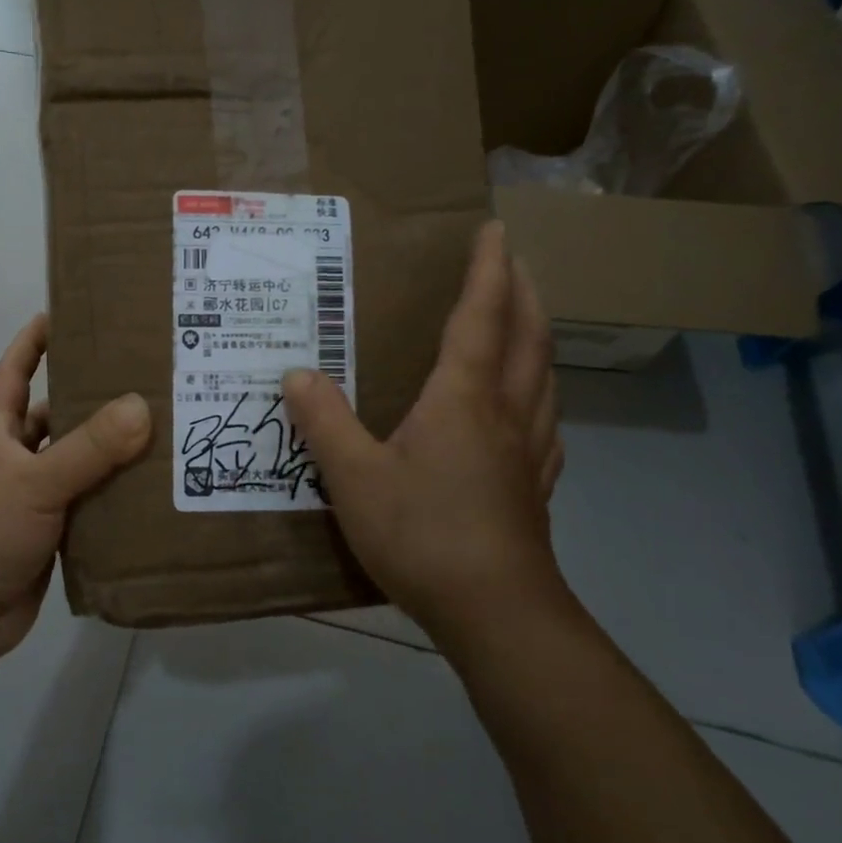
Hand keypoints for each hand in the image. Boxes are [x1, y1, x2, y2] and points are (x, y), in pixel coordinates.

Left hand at [0, 314, 150, 664]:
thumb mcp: (34, 483)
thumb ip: (88, 449)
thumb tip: (142, 406)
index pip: (13, 375)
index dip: (31, 344)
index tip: (59, 315)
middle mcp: (16, 461)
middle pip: (55, 418)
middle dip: (89, 399)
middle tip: (142, 379)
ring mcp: (34, 501)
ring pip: (77, 465)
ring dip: (110, 452)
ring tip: (161, 431)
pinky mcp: (52, 537)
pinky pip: (89, 507)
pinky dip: (114, 499)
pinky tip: (151, 491)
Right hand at [283, 221, 566, 639]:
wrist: (496, 613)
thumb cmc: (422, 534)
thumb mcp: (354, 476)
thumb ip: (324, 422)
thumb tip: (295, 374)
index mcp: (463, 398)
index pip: (481, 316)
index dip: (488, 269)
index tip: (495, 229)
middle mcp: (505, 412)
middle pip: (527, 336)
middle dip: (523, 291)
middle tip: (514, 262)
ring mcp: (528, 450)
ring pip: (544, 375)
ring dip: (537, 336)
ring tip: (525, 320)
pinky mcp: (535, 486)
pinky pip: (546, 420)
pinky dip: (541, 392)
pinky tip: (532, 409)